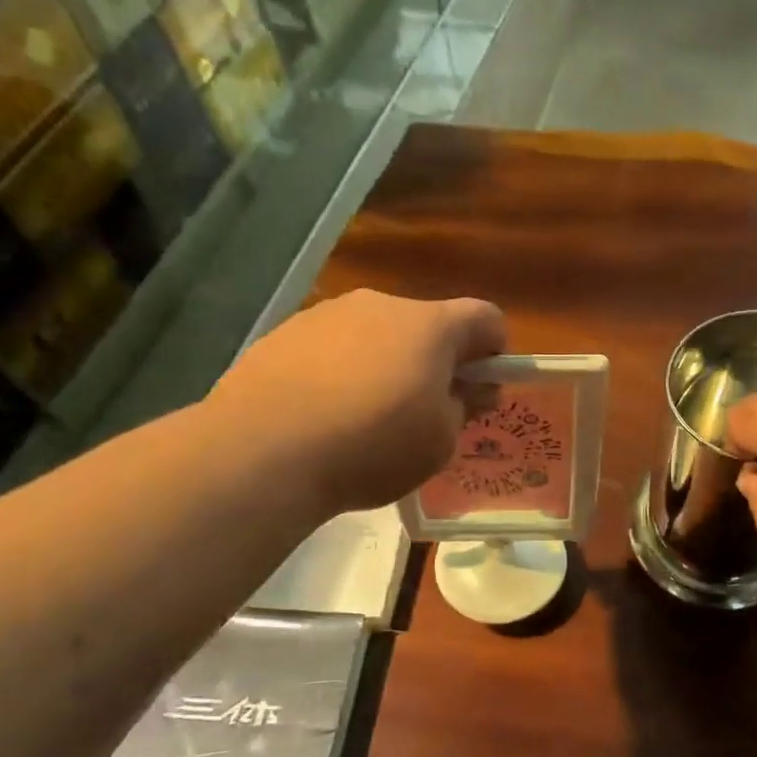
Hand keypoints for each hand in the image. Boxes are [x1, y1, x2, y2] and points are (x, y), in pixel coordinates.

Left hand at [207, 289, 504, 514]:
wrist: (263, 452)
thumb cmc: (372, 446)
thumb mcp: (440, 442)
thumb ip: (463, 407)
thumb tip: (468, 390)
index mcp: (430, 325)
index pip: (486, 318)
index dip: (493, 352)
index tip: (479, 390)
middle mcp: (381, 304)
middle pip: (427, 325)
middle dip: (435, 361)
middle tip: (423, 412)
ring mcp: (327, 314)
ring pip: (376, 334)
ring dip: (385, 364)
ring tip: (363, 418)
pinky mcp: (284, 332)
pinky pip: (332, 347)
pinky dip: (340, 371)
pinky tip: (322, 414)